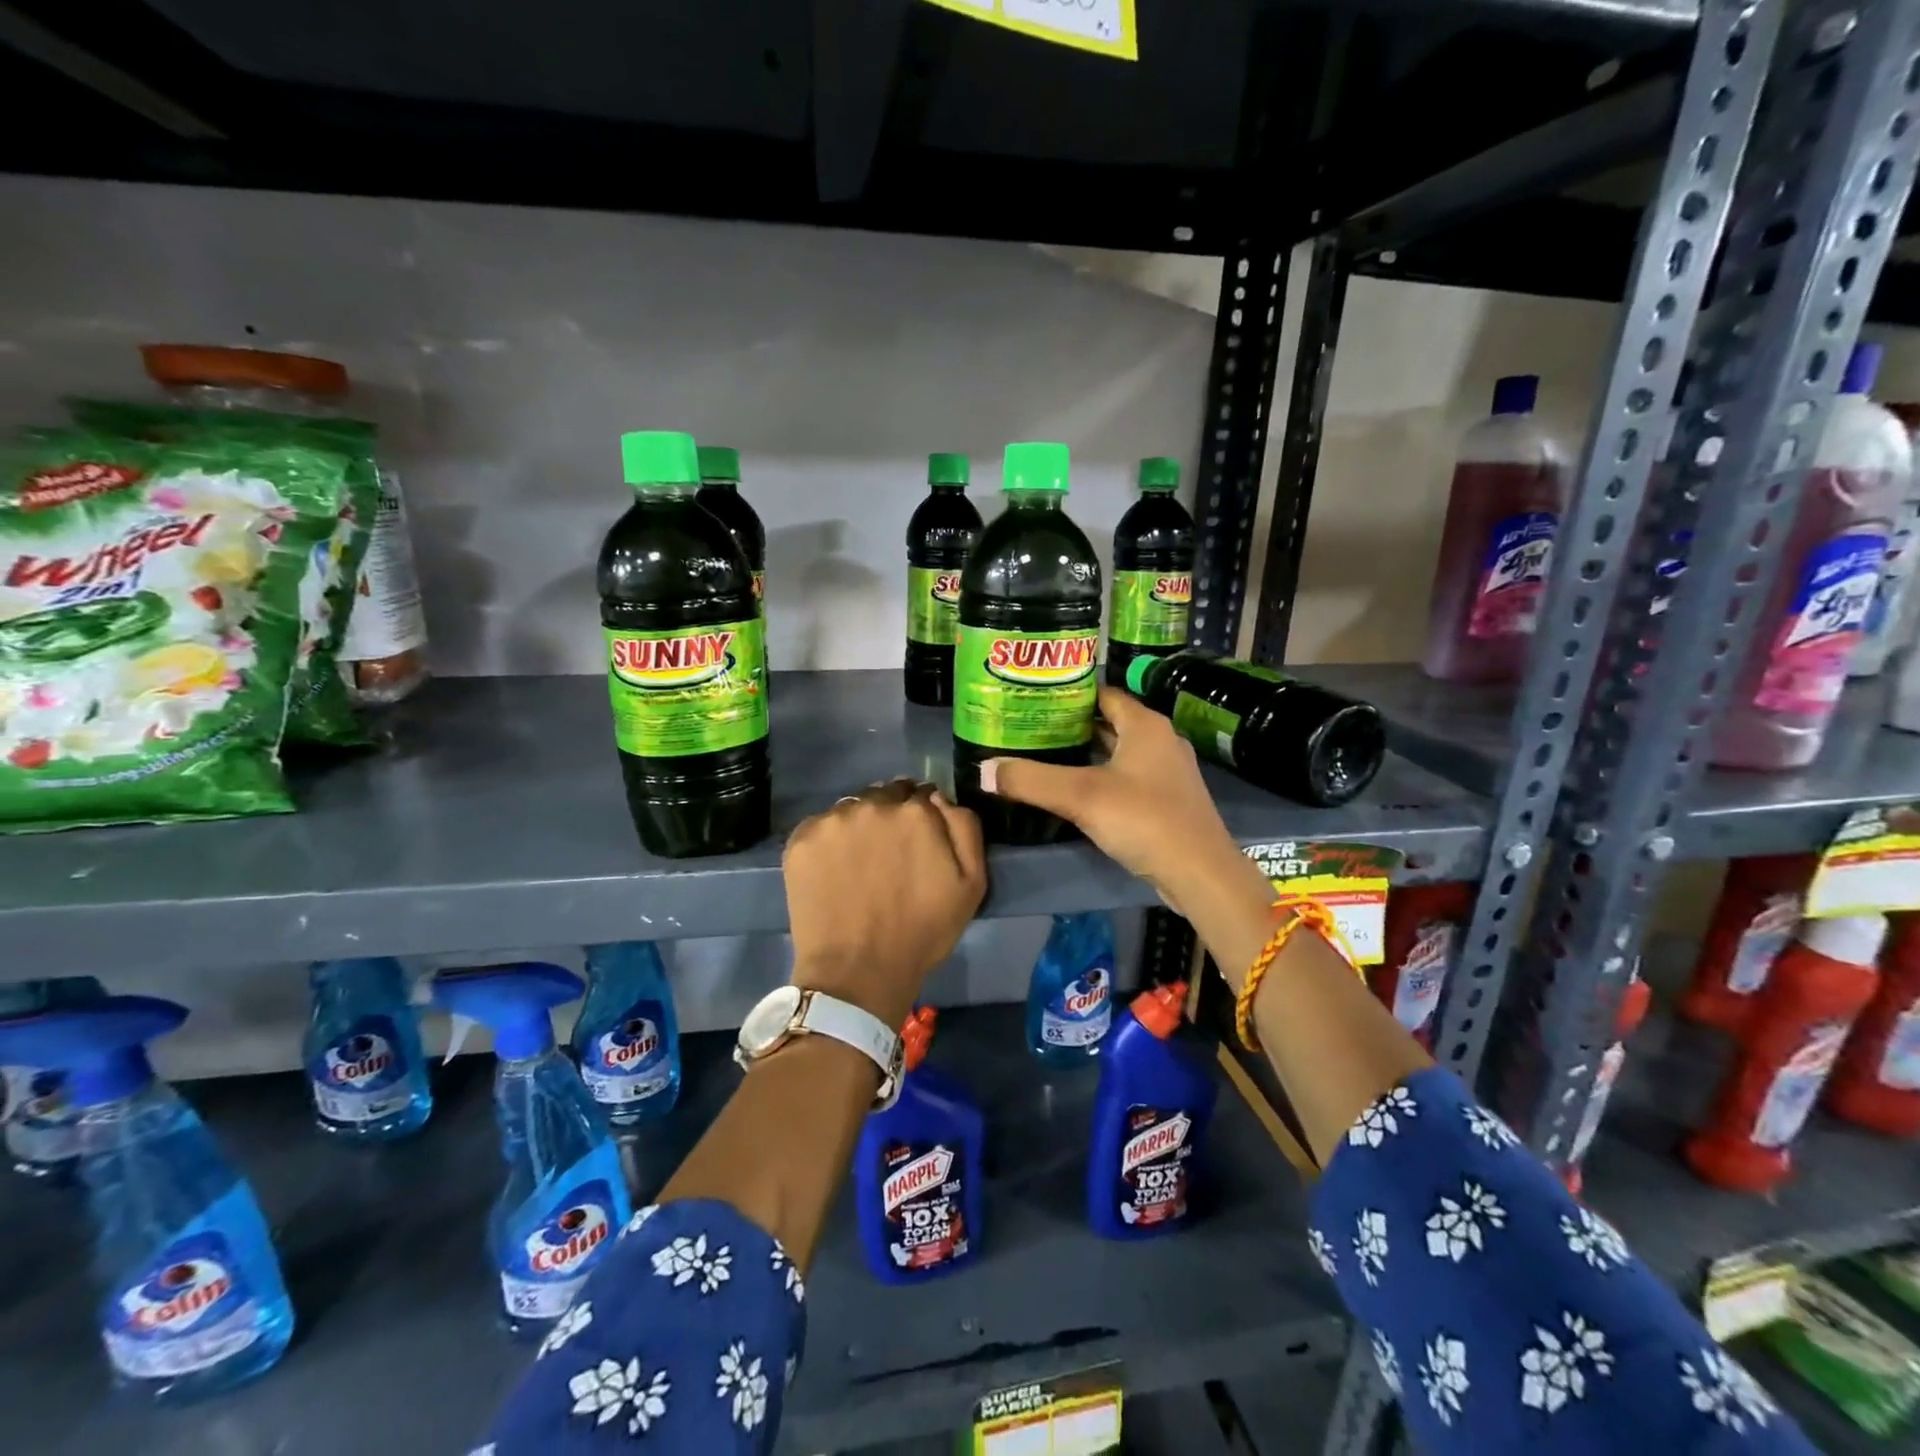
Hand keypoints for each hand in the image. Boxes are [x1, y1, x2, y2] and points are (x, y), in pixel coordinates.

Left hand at [783, 779, 986, 1031]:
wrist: (858, 973)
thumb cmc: (922, 932)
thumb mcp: (972, 883)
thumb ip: (964, 827)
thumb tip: (940, 798)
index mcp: (917, 811)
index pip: (921, 794)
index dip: (922, 817)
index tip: (918, 843)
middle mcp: (873, 804)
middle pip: (885, 796)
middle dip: (890, 816)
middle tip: (888, 854)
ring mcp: (833, 820)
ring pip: (851, 809)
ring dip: (859, 826)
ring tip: (858, 864)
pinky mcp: (801, 839)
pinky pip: (820, 827)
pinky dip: (828, 842)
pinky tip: (833, 871)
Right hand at [981, 687, 1265, 914]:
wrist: (1199, 872)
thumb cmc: (1143, 819)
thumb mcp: (1080, 796)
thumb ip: (1030, 780)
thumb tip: (983, 770)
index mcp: (1145, 724)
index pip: (1102, 694)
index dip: (1068, 694)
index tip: (1034, 701)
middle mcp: (1160, 740)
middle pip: (1110, 723)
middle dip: (1072, 726)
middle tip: (1031, 730)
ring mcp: (1168, 772)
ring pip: (1119, 752)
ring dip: (1087, 754)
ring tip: (1045, 757)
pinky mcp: (1168, 800)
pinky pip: (1128, 778)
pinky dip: (1103, 778)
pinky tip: (1076, 792)